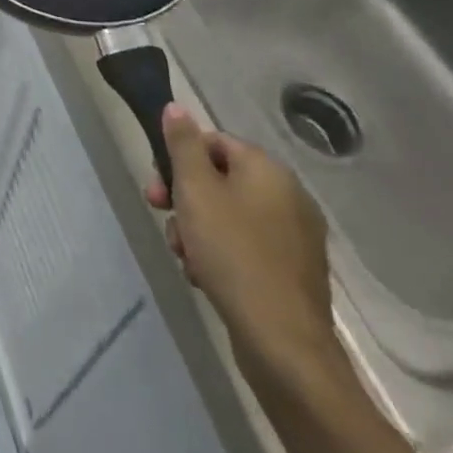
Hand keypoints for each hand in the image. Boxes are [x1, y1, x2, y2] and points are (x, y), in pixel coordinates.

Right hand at [145, 105, 337, 380]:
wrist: (283, 344)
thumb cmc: (233, 254)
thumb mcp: (196, 190)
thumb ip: (183, 144)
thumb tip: (177, 108)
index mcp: (268, 170)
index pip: (213, 142)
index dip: (178, 160)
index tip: (156, 189)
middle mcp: (289, 196)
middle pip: (220, 180)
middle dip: (185, 200)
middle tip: (163, 220)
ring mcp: (295, 237)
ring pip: (229, 216)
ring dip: (198, 230)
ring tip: (185, 258)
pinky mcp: (293, 273)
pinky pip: (246, 247)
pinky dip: (221, 255)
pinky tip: (205, 276)